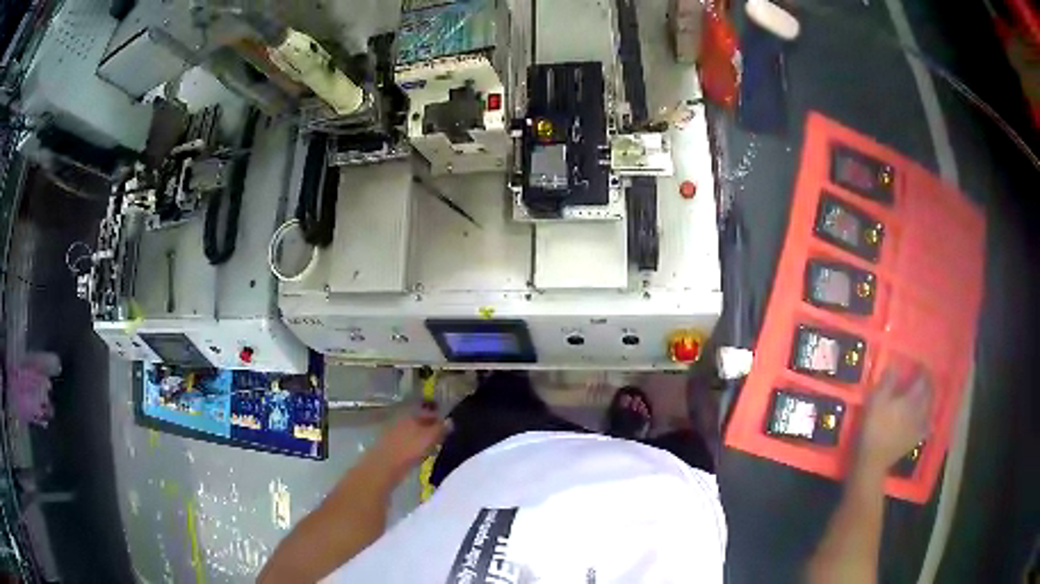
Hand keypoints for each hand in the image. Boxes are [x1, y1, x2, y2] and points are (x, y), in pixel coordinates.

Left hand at [370, 403, 448, 475]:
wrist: (385, 465)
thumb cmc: (410, 448)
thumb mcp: (430, 437)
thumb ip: (441, 428)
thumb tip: (450, 421)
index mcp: (412, 414)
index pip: (428, 411)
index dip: (439, 418)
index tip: (449, 426)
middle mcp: (402, 420)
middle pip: (420, 421)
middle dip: (431, 428)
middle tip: (443, 437)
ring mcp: (395, 432)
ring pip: (413, 432)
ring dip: (423, 438)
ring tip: (434, 448)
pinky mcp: (391, 445)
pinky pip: (407, 442)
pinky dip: (415, 446)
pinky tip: (420, 455)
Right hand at [859, 369, 930, 469]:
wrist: (873, 460)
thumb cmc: (873, 428)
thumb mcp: (875, 402)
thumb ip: (887, 382)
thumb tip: (895, 365)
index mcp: (910, 399)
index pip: (922, 379)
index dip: (922, 369)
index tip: (920, 363)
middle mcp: (919, 410)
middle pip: (929, 392)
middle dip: (929, 382)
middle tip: (925, 376)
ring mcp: (919, 426)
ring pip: (930, 407)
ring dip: (931, 398)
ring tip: (928, 393)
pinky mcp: (915, 439)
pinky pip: (927, 425)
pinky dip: (929, 419)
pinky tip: (928, 419)